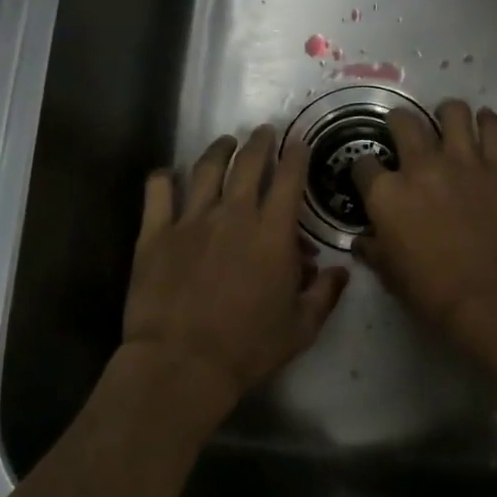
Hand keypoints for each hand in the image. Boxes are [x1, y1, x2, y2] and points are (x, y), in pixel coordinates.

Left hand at [121, 126, 348, 436]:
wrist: (181, 364)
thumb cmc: (247, 348)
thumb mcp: (301, 328)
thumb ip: (325, 294)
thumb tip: (341, 270)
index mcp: (272, 232)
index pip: (289, 178)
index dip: (296, 155)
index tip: (299, 143)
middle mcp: (233, 214)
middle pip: (248, 163)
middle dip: (260, 142)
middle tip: (264, 132)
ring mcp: (190, 220)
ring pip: (206, 169)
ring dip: (219, 150)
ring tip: (226, 142)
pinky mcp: (155, 233)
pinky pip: (158, 192)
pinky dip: (163, 177)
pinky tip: (168, 174)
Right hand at [351, 100, 496, 349]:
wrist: (489, 295)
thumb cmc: (431, 290)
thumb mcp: (388, 273)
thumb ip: (372, 249)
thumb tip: (362, 241)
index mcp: (386, 193)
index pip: (363, 164)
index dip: (364, 168)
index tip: (370, 175)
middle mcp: (420, 166)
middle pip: (403, 122)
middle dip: (398, 122)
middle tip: (403, 130)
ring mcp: (463, 161)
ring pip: (452, 112)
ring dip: (446, 113)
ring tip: (448, 120)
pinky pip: (494, 128)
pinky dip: (488, 122)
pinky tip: (485, 124)